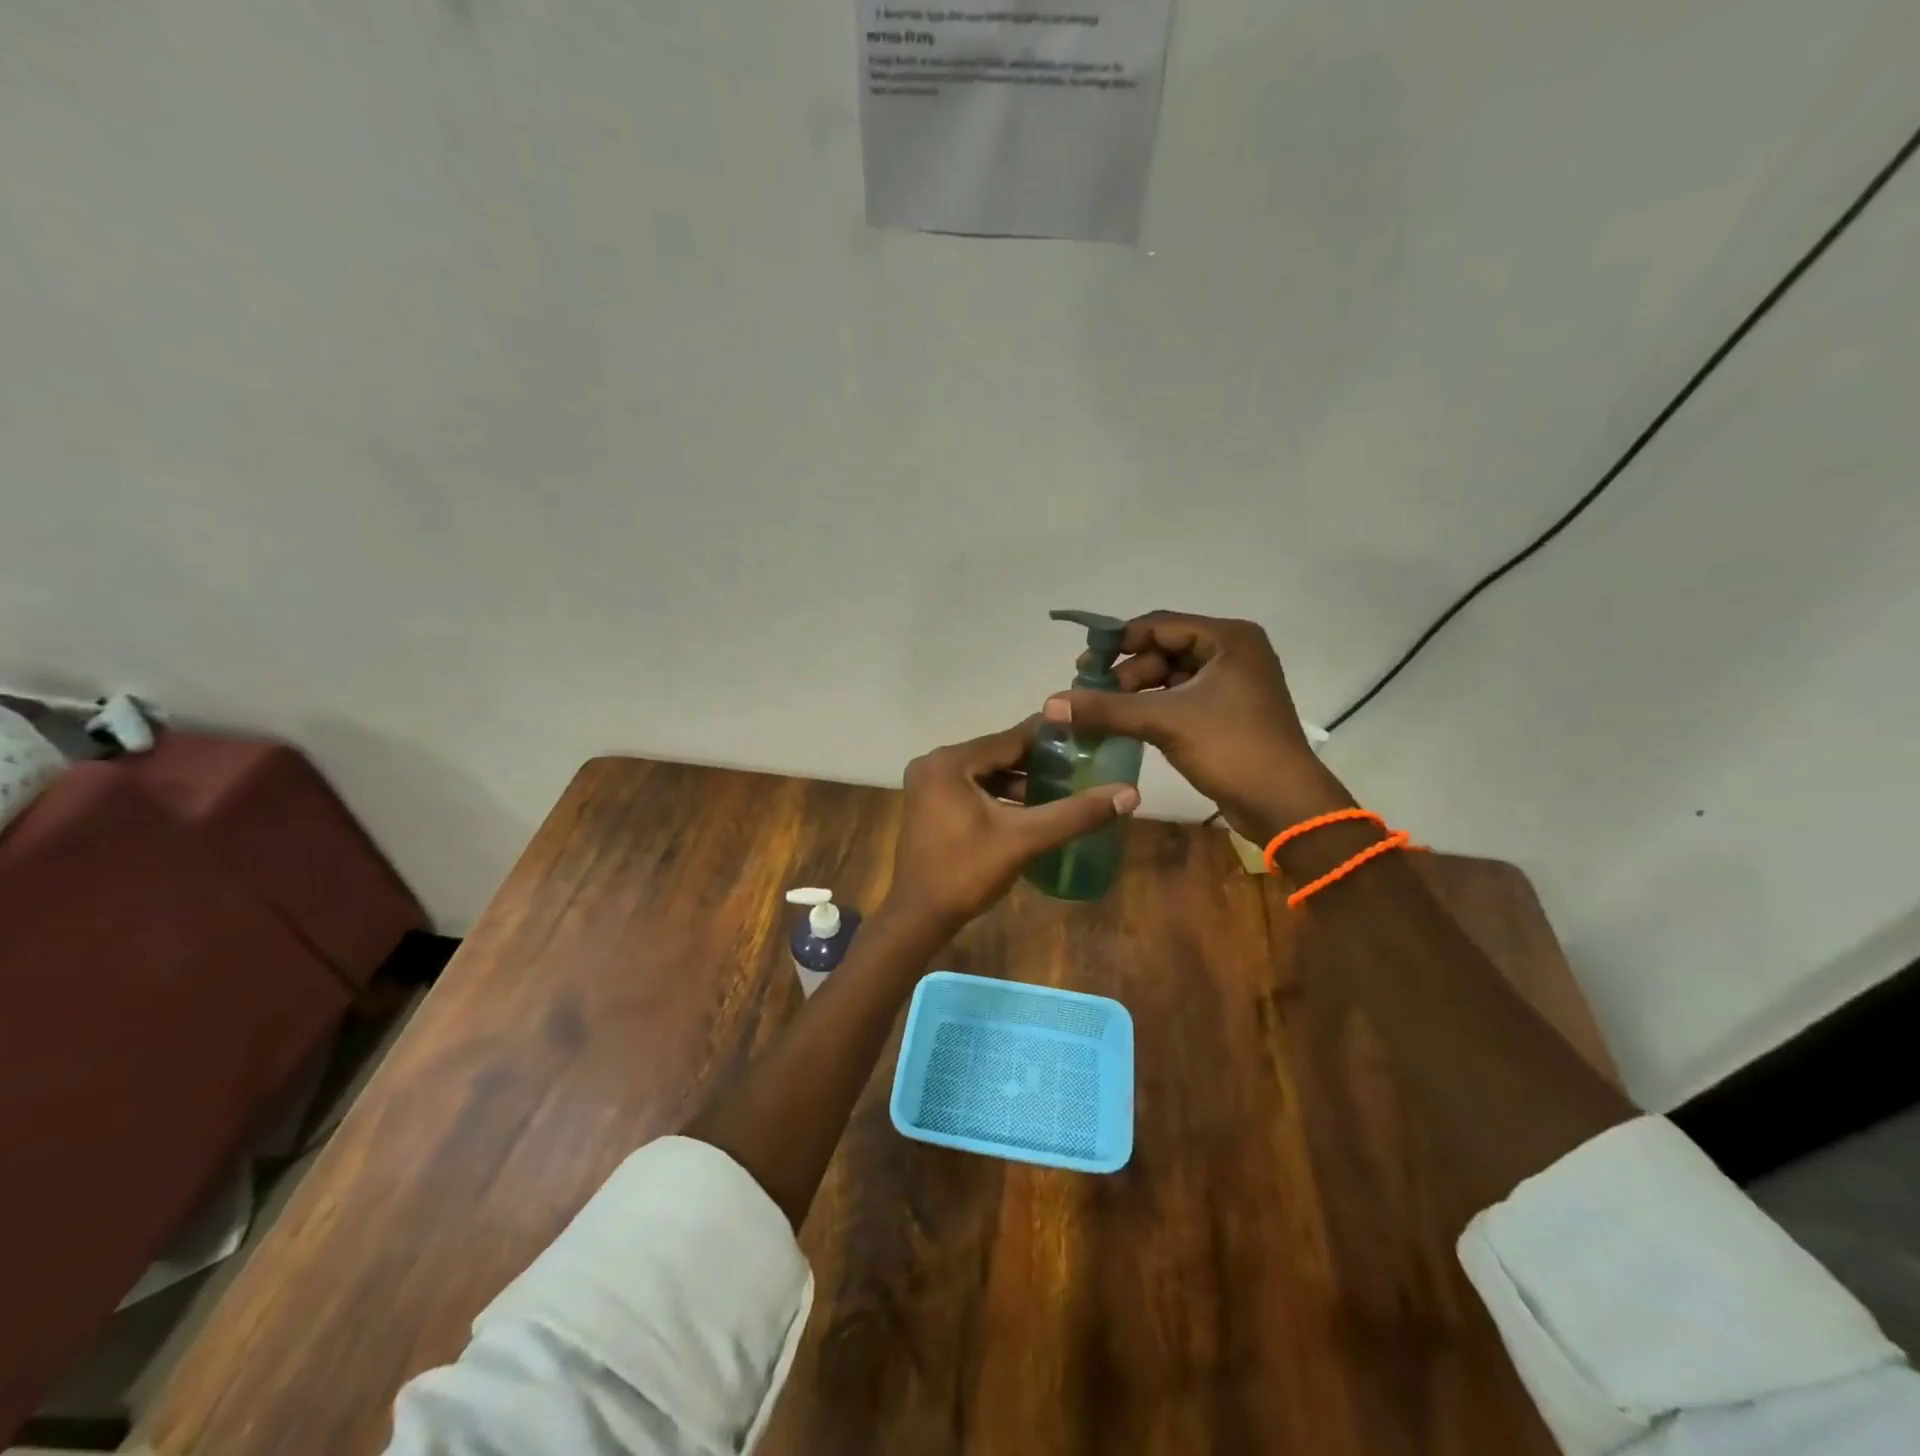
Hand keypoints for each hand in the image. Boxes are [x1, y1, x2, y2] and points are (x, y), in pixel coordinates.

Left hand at [884, 718, 1140, 935]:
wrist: (919, 916)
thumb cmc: (967, 873)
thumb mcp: (1024, 840)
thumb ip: (1075, 814)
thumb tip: (1129, 794)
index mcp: (950, 761)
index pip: (1011, 738)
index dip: (1052, 738)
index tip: (1088, 737)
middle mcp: (935, 762)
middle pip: (998, 753)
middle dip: (1038, 761)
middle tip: (1081, 764)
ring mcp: (928, 782)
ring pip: (986, 771)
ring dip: (1020, 779)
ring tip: (1064, 786)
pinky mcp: (929, 801)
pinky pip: (972, 786)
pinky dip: (999, 793)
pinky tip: (1031, 807)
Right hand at [1043, 611, 1340, 842]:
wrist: (1284, 804)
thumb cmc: (1231, 748)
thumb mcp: (1165, 722)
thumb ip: (1107, 709)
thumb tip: (1051, 704)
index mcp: (1228, 638)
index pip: (1159, 626)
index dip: (1117, 642)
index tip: (1082, 666)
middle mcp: (1233, 652)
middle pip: (1163, 650)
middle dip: (1126, 673)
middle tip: (1092, 697)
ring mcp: (1232, 684)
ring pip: (1170, 677)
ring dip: (1137, 693)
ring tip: (1106, 715)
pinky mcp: (1228, 712)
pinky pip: (1181, 699)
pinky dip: (1154, 709)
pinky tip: (1128, 725)